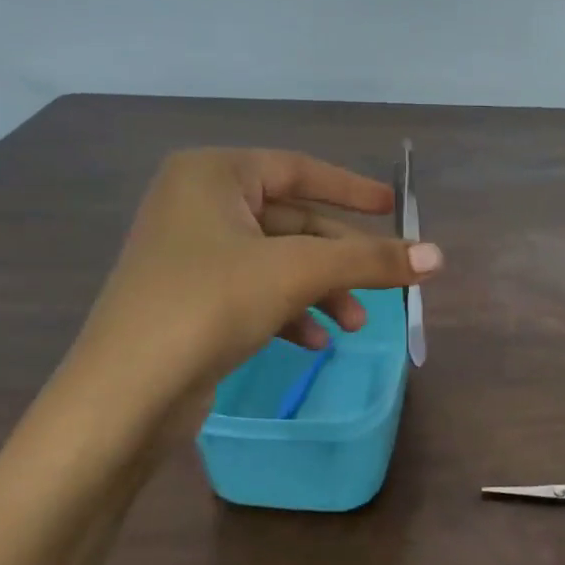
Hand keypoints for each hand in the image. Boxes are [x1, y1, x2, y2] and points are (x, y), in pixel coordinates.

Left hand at [50, 148, 441, 454]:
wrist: (125, 394)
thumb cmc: (209, 304)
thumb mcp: (297, 273)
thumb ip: (370, 260)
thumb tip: (439, 256)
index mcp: (212, 175)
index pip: (298, 169)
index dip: (350, 189)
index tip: (392, 207)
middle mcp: (197, 204)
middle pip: (292, 222)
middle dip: (340, 259)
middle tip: (386, 285)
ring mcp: (190, 254)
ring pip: (277, 261)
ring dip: (321, 291)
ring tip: (354, 327)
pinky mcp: (190, 299)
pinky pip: (255, 291)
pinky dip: (290, 311)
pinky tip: (313, 342)